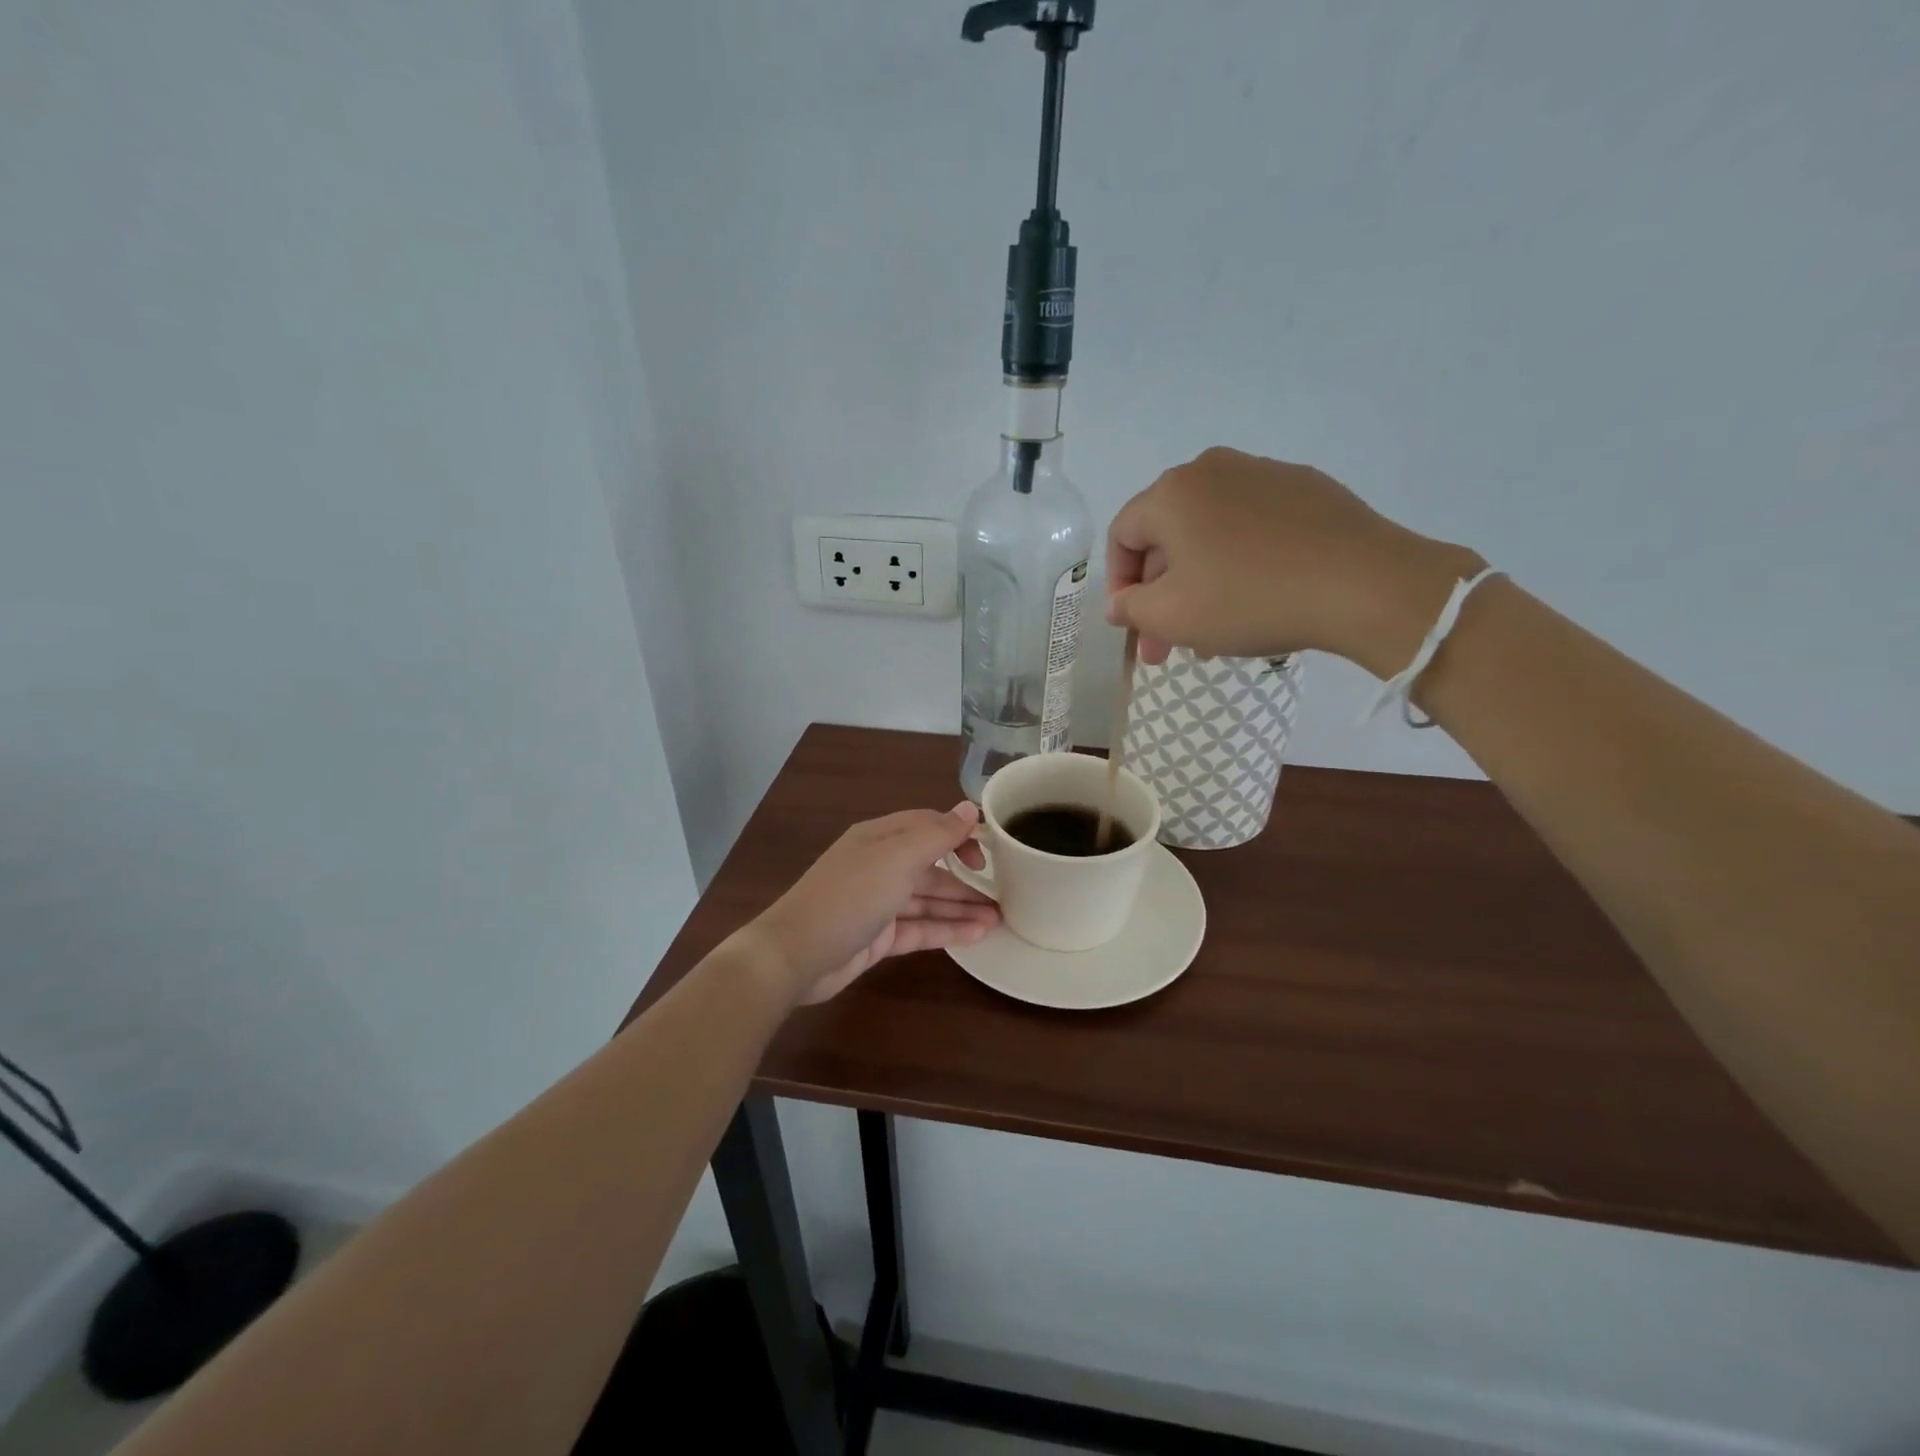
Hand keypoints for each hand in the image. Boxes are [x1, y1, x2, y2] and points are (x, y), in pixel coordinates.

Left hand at [742, 803, 997, 1005]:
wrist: (796, 955)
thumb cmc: (850, 896)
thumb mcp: (897, 858)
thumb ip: (937, 835)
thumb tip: (969, 807)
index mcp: (880, 837)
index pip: (928, 826)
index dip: (959, 835)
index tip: (987, 854)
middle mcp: (880, 865)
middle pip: (931, 866)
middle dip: (966, 877)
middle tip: (1005, 893)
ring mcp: (879, 903)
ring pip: (928, 900)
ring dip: (962, 907)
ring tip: (1000, 919)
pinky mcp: (879, 937)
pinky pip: (920, 928)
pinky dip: (947, 930)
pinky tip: (977, 935)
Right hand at [1105, 447, 1483, 676]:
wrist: (1364, 585)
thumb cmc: (1249, 599)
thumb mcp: (1171, 617)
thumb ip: (1130, 609)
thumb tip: (1119, 603)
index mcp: (1172, 492)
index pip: (1122, 536)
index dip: (1119, 585)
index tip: (1134, 626)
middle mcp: (1213, 469)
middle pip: (1168, 535)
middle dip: (1161, 593)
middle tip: (1168, 645)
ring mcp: (1265, 473)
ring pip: (1210, 533)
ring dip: (1199, 581)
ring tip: (1213, 632)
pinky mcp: (1307, 489)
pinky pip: (1252, 527)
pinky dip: (1240, 562)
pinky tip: (1258, 599)